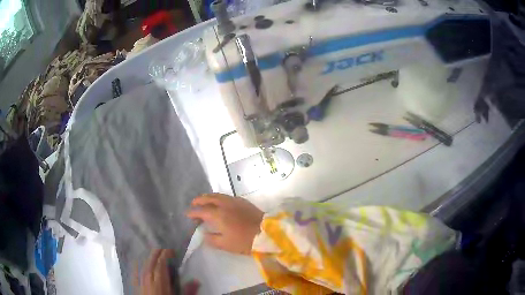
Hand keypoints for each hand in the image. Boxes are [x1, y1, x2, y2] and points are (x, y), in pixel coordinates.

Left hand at [139, 249, 199, 294]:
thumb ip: (188, 291)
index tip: (170, 250)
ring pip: (143, 267)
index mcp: (160, 283)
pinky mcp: (136, 288)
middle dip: (156, 254)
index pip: (161, 265)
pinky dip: (136, 267)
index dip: (165, 255)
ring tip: (153, 253)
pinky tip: (137, 262)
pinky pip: (135, 274)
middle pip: (151, 263)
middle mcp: (149, 280)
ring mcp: (141, 283)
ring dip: (148, 259)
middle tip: (162, 248)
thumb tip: (196, 281)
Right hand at [187, 194, 263, 254]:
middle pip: (207, 198)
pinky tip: (220, 203)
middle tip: (193, 204)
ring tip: (204, 202)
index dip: (192, 212)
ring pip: (217, 195)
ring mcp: (234, 201)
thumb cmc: (244, 241)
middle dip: (198, 200)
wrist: (266, 233)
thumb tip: (204, 233)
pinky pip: (226, 196)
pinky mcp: (243, 201)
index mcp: (218, 214)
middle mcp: (224, 204)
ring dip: (208, 197)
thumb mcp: (225, 244)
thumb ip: (211, 239)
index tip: (187, 214)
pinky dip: (218, 198)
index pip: (200, 210)